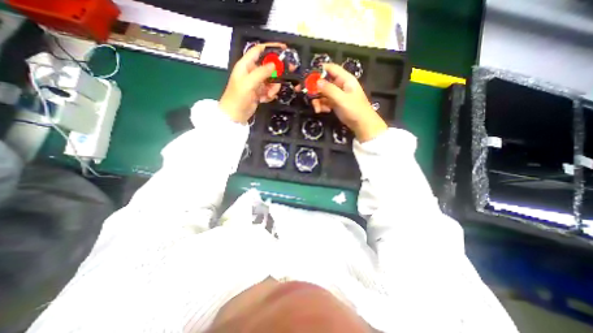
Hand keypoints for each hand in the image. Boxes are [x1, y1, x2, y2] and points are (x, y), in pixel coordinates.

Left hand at [221, 42, 287, 123]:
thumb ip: (262, 72)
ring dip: (273, 87)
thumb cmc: (238, 97)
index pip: (258, 51)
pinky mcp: (259, 92)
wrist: (235, 115)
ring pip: (271, 80)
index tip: (283, 49)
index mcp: (245, 65)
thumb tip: (274, 64)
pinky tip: (265, 99)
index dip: (270, 48)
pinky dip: (269, 94)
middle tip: (288, 72)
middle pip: (268, 66)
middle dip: (277, 71)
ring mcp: (256, 83)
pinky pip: (269, 90)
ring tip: (269, 94)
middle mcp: (251, 72)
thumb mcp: (249, 83)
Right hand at [312, 64, 387, 142]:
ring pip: (322, 93)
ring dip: (318, 100)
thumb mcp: (341, 99)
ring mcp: (337, 94)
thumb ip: (329, 89)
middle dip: (315, 89)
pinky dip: (322, 106)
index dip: (319, 70)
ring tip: (318, 109)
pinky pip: (324, 101)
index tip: (308, 76)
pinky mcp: (335, 103)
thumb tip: (316, 81)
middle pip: (324, 81)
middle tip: (304, 93)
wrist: (362, 125)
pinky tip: (323, 111)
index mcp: (345, 79)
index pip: (331, 68)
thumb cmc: (354, 110)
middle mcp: (340, 85)